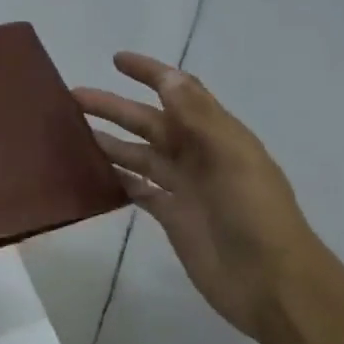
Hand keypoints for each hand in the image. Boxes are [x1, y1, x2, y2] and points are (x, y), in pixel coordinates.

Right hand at [76, 53, 319, 341]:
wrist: (271, 283)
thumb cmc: (255, 215)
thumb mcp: (232, 159)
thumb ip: (199, 118)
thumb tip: (169, 76)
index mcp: (217, 136)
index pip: (181, 92)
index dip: (151, 73)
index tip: (116, 60)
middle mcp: (199, 156)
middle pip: (150, 123)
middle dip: (115, 108)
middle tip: (73, 97)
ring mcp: (184, 188)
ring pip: (139, 155)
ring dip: (110, 141)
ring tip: (73, 132)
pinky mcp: (172, 217)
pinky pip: (138, 190)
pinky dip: (117, 179)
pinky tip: (92, 173)